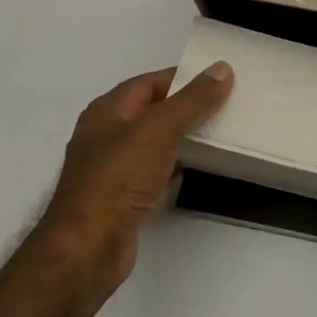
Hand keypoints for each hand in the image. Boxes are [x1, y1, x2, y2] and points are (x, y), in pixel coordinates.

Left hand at [35, 63, 233, 298]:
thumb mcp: (160, 129)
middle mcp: (107, 135)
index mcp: (108, 110)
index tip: (221, 80)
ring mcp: (114, 169)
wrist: (88, 248)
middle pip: (154, 112)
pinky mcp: (124, 198)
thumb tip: (222, 68)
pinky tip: (201, 170)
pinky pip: (156, 173)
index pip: (151, 82)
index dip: (184, 78)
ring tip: (223, 135)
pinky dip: (178, 168)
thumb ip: (193, 100)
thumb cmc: (119, 178)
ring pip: (156, 144)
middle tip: (229, 106)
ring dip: (185, 139)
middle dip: (189, 108)